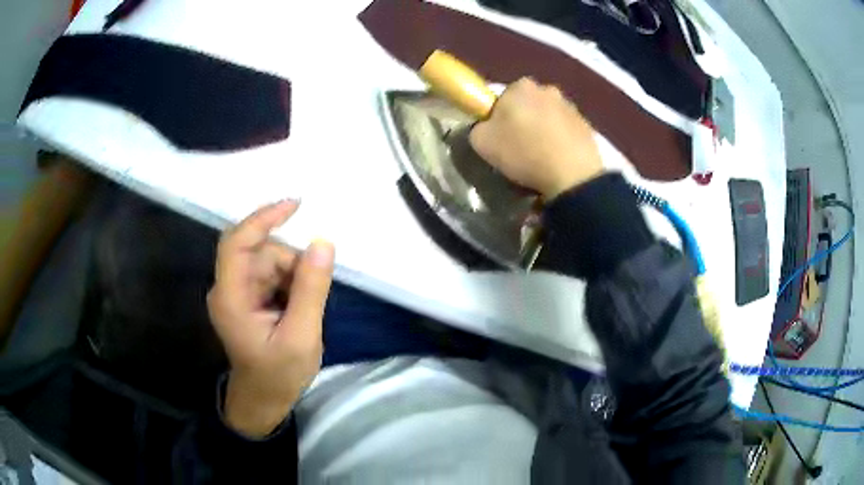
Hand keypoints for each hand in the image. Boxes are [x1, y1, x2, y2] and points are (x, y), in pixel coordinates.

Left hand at [207, 200, 334, 437]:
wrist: (263, 400)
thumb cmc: (278, 375)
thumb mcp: (301, 336)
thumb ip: (310, 289)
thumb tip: (323, 243)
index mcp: (231, 297)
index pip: (237, 243)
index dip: (263, 219)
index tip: (295, 206)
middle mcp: (229, 289)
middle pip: (259, 252)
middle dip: (290, 264)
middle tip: (312, 293)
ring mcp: (237, 293)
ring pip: (268, 262)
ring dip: (292, 276)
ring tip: (303, 311)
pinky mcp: (248, 298)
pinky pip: (271, 275)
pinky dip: (290, 284)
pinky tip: (296, 309)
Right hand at [469, 77, 603, 199]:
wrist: (572, 176)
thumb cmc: (523, 152)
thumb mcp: (481, 142)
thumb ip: (478, 127)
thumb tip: (486, 126)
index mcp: (520, 86)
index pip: (502, 97)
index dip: (498, 116)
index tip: (499, 136)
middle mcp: (547, 88)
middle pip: (527, 104)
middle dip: (523, 119)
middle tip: (519, 146)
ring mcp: (571, 106)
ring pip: (548, 116)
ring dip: (543, 130)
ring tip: (541, 156)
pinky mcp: (587, 125)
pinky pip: (566, 130)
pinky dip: (560, 141)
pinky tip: (557, 160)